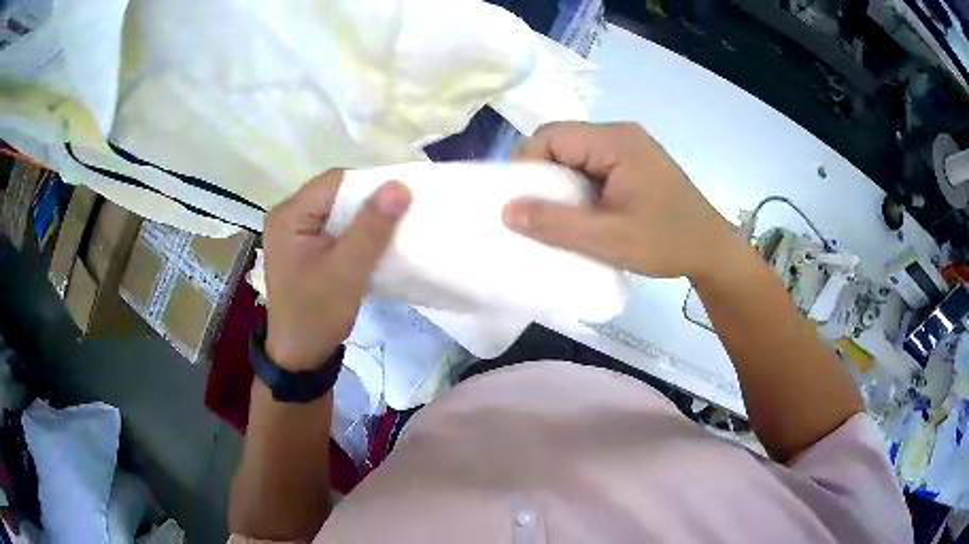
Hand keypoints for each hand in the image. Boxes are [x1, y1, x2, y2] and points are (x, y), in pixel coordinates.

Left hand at [263, 170, 410, 369]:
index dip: (370, 186)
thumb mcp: (346, 272)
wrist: (299, 357)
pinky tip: (373, 244)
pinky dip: (356, 233)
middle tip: (401, 217)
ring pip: (338, 211)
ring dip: (365, 219)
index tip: (401, 201)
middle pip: (336, 193)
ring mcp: (295, 233)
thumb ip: (370, 229)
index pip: (335, 182)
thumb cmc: (316, 316)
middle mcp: (288, 216)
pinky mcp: (305, 248)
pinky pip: (335, 228)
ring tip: (392, 230)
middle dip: (369, 203)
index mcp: (289, 215)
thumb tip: (399, 185)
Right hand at [503, 121, 739, 280]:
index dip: (526, 164)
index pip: (551, 136)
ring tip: (557, 215)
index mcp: (615, 141)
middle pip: (562, 141)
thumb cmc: (666, 243)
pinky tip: (582, 211)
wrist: (712, 250)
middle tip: (536, 212)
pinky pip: (592, 164)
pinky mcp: (634, 161)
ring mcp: (630, 146)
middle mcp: (620, 134)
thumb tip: (506, 210)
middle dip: (542, 175)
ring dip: (561, 182)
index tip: (519, 202)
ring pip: (575, 154)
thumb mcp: (608, 239)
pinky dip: (579, 185)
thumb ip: (556, 224)